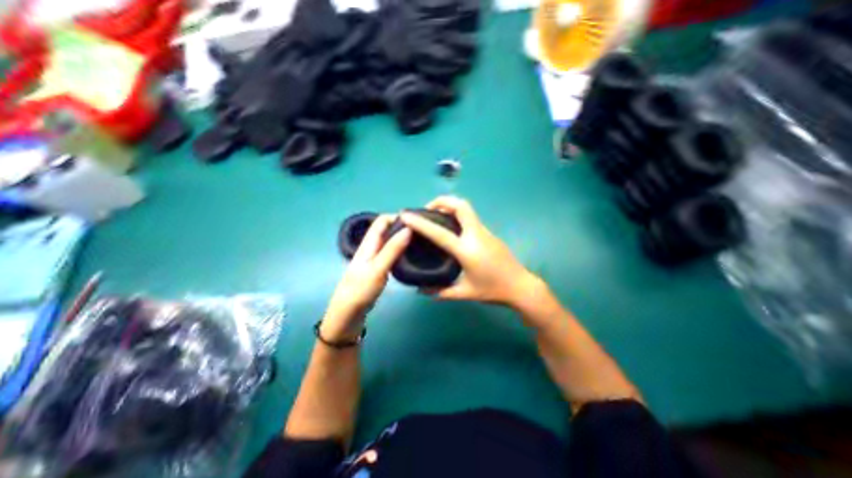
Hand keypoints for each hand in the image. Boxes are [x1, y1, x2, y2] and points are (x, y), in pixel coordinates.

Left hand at [323, 216, 411, 342]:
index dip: (397, 217)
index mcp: (369, 243)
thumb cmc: (361, 289)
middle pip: (387, 230)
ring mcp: (376, 257)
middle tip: (422, 233)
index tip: (416, 221)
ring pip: (390, 241)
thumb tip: (408, 229)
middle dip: (403, 227)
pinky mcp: (380, 267)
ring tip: (421, 242)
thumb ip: (392, 249)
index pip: (382, 221)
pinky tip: (412, 255)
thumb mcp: (378, 268)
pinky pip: (392, 253)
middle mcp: (372, 246)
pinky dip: (402, 250)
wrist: (349, 312)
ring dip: (403, 239)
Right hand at [400, 197, 536, 308]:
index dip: (420, 223)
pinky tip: (452, 229)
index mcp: (466, 250)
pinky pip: (471, 218)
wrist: (521, 287)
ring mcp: (484, 231)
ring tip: (437, 217)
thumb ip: (441, 292)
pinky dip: (458, 215)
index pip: (439, 232)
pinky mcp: (489, 233)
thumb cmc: (493, 290)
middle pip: (460, 205)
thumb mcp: (465, 293)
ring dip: (450, 206)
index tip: (407, 215)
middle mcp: (475, 235)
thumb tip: (421, 291)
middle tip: (428, 211)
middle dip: (441, 201)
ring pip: (467, 209)